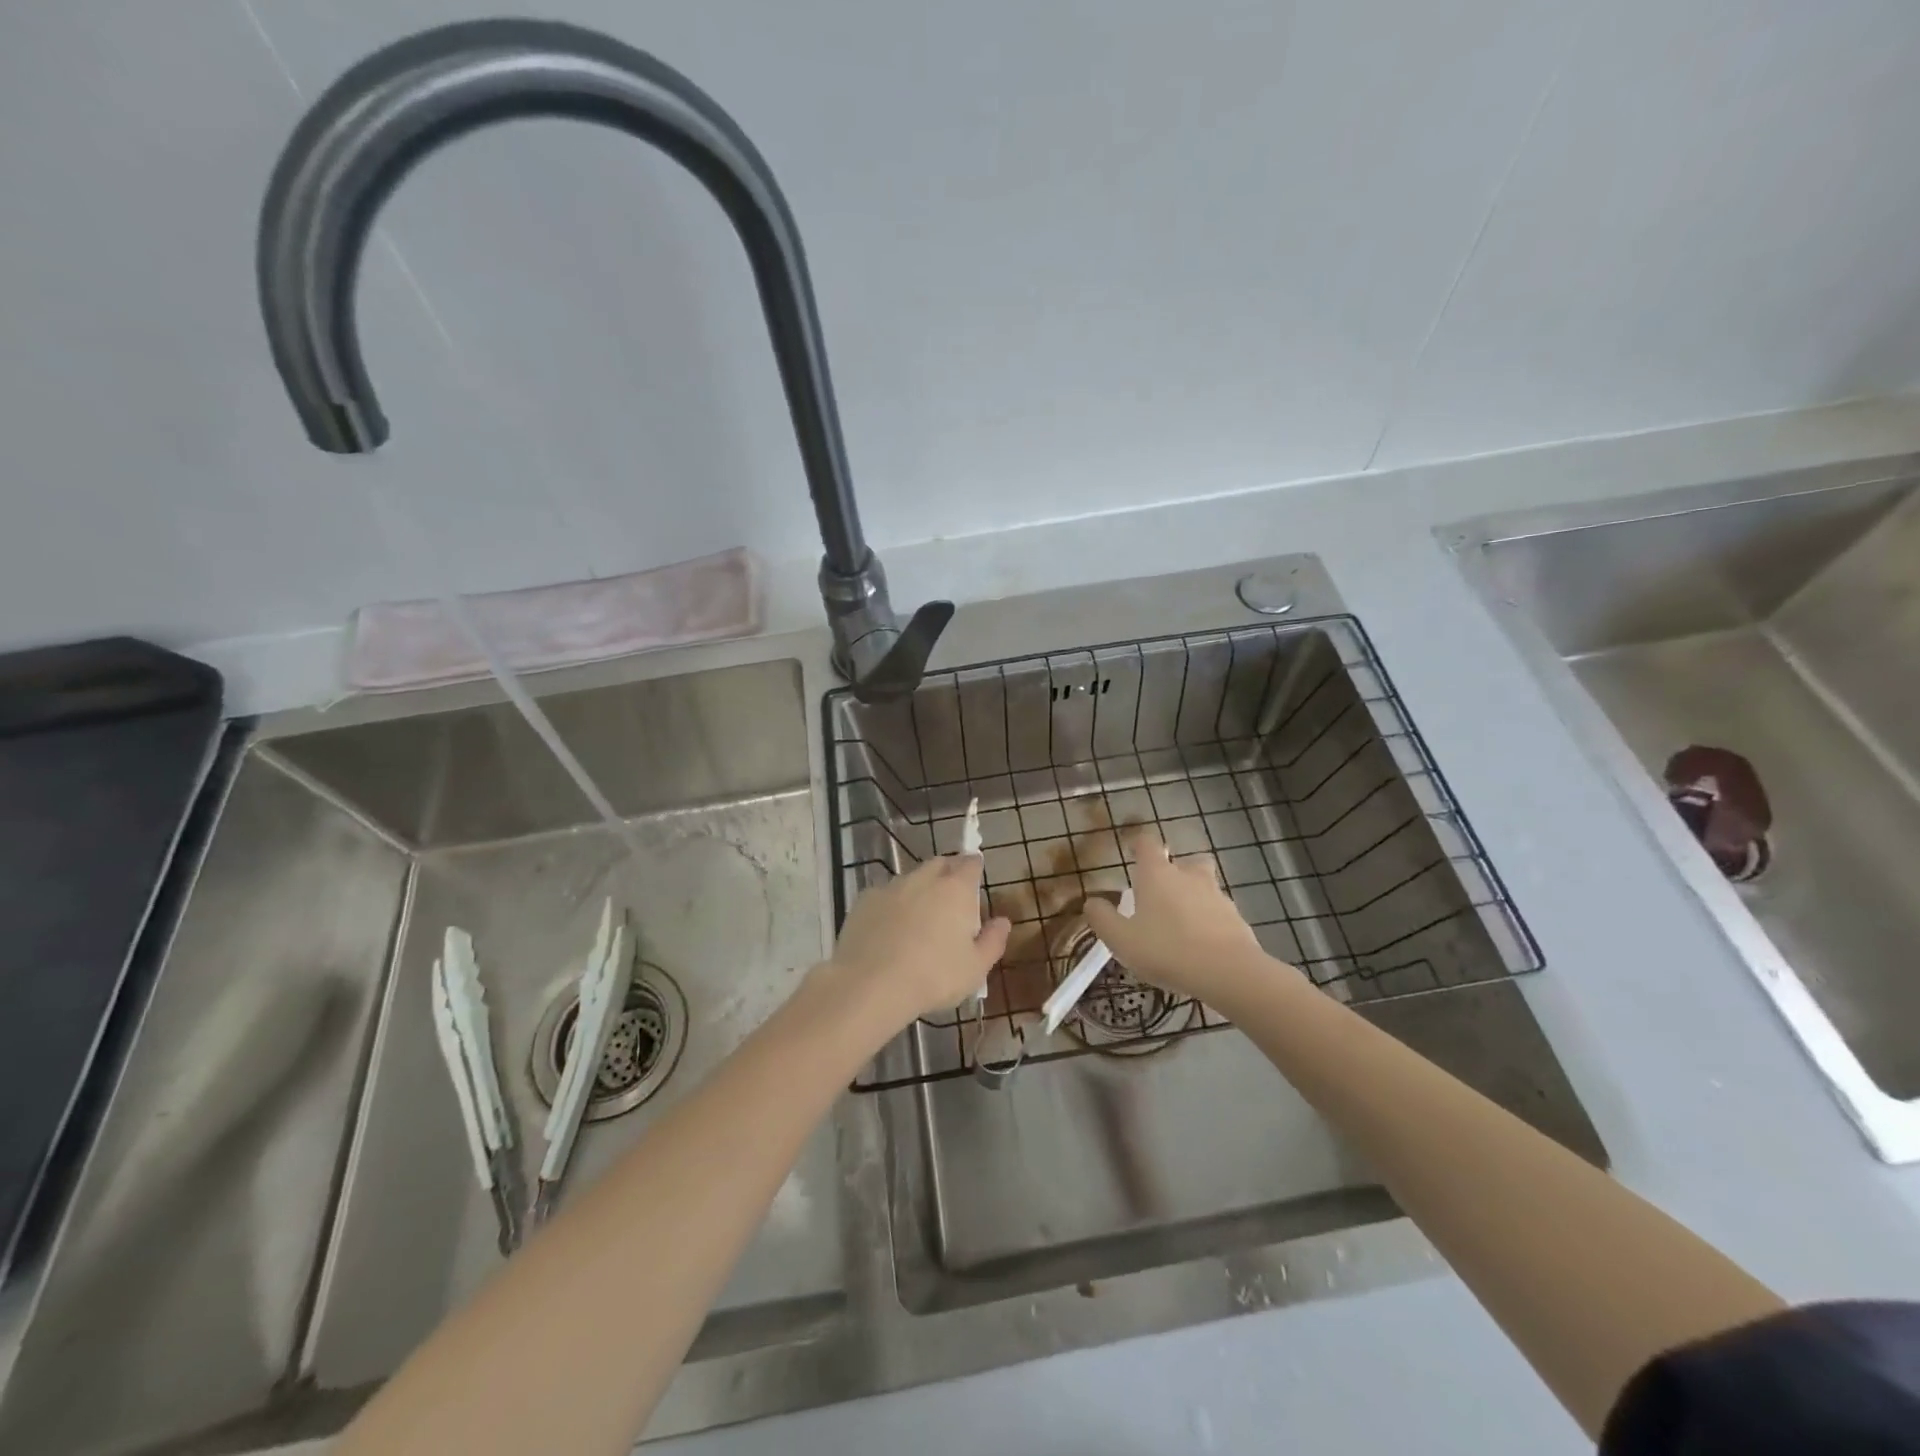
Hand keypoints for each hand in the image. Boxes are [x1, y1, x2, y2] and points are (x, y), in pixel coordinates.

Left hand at [821, 855, 1010, 1031]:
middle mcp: (924, 879)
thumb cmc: (934, 977)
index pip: (970, 864)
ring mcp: (891, 887)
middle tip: (952, 894)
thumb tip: (1003, 922)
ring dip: (919, 888)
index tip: (976, 875)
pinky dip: (892, 904)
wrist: (871, 984)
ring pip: (910, 878)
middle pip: (940, 863)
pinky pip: (885, 894)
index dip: (974, 867)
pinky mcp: (865, 900)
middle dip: (948, 871)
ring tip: (919, 915)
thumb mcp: (975, 968)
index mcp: (956, 890)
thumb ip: (993, 941)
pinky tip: (889, 928)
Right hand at [1084, 829, 1295, 1010]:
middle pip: (1184, 861)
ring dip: (1193, 899)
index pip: (1147, 843)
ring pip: (1204, 887)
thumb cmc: (1166, 949)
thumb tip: (1092, 902)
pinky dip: (1210, 923)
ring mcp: (1217, 896)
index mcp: (1157, 874)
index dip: (1139, 845)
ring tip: (1181, 926)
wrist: (1227, 972)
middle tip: (1162, 894)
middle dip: (1175, 872)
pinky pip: (1219, 913)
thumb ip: (1102, 918)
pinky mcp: (1237, 919)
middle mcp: (1188, 876)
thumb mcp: (1121, 939)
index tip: (1132, 853)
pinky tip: (1201, 947)